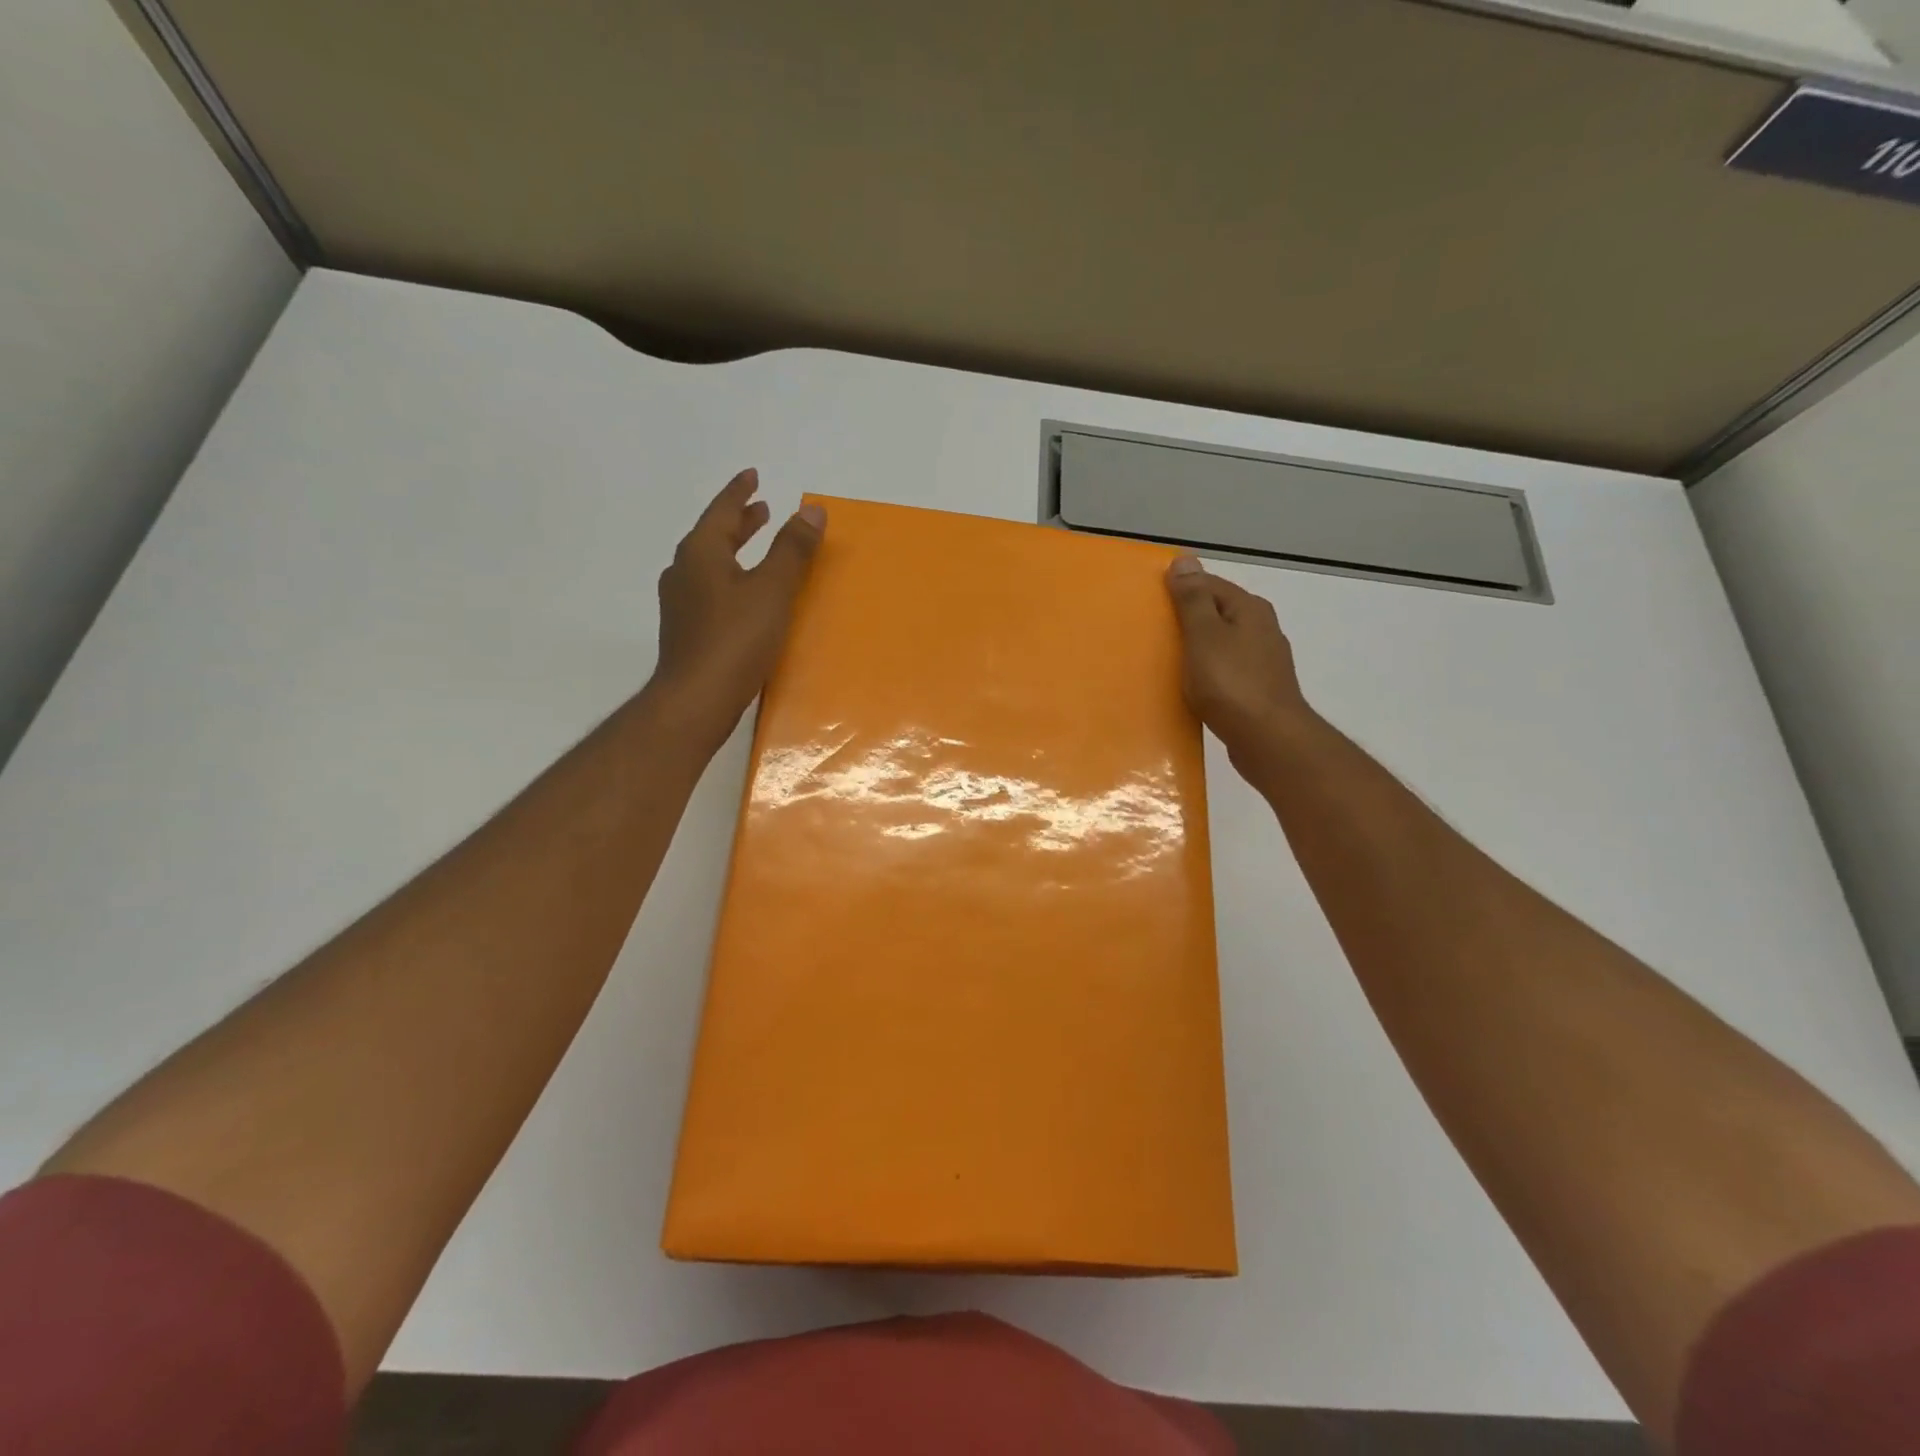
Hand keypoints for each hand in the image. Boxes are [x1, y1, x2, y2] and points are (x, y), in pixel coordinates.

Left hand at [652, 469, 824, 745]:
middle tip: (762, 510)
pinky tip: (744, 596)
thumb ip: (792, 550)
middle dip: (739, 522)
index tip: (754, 476)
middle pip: (713, 536)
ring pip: (710, 564)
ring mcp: (681, 603)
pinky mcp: (687, 630)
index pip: (722, 510)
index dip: (740, 492)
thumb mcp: (772, 590)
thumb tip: (812, 510)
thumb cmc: (735, 639)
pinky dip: (730, 578)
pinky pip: (710, 589)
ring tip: (755, 549)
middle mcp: (684, 572)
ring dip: (734, 550)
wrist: (696, 699)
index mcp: (701, 553)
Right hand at [1165, 556, 1312, 769]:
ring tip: (1166, 660)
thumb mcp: (1204, 635)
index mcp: (1249, 609)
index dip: (1179, 589)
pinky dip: (1207, 673)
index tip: (1149, 602)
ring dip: (1197, 648)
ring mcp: (1263, 662)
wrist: (1268, 739)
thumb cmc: (1231, 683)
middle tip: (1152, 631)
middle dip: (1187, 619)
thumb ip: (1193, 599)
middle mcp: (1261, 629)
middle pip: (1217, 613)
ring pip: (1221, 644)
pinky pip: (1225, 671)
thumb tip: (1185, 559)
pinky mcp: (1258, 690)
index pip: (1209, 584)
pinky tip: (1191, 687)